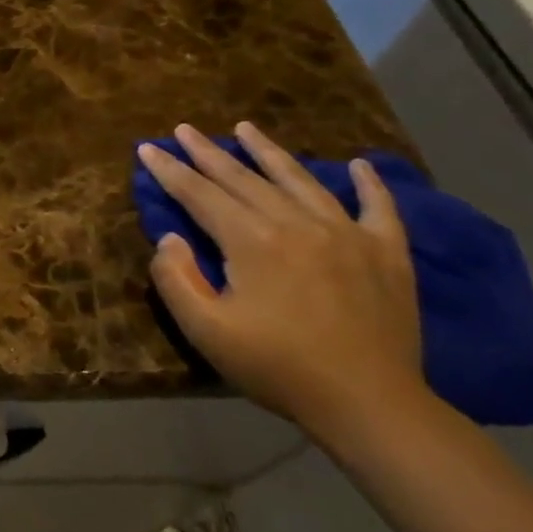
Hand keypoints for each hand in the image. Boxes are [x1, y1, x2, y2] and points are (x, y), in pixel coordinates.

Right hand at [139, 121, 427, 441]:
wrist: (370, 403)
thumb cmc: (277, 367)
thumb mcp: (205, 330)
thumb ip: (176, 278)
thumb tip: (170, 238)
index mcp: (253, 240)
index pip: (200, 194)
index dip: (170, 171)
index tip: (147, 149)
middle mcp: (298, 223)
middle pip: (244, 179)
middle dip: (208, 153)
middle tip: (183, 129)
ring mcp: (347, 234)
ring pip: (300, 180)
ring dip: (269, 152)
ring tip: (246, 128)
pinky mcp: (385, 253)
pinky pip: (378, 207)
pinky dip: (369, 183)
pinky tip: (359, 164)